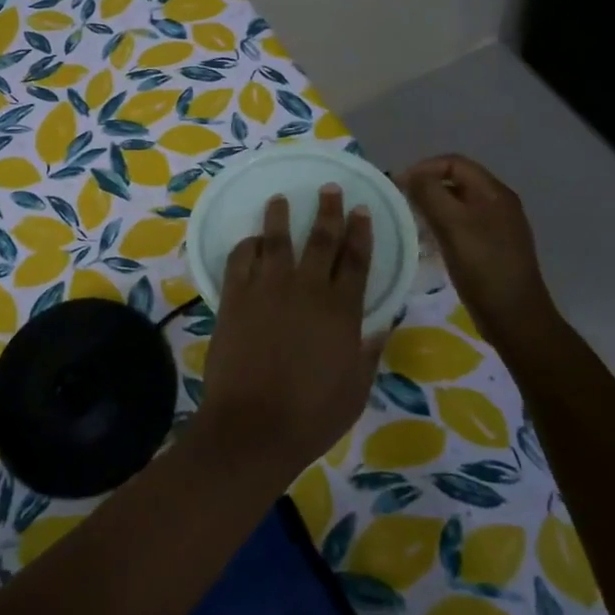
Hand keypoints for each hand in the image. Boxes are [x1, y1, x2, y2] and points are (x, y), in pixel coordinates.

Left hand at [197, 185, 379, 476]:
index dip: (361, 232)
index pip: (357, 260)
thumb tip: (380, 327)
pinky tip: (250, 240)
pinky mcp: (234, 296)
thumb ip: (367, 353)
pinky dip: (246, 246)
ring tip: (281, 199)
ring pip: (276, 240)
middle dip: (328, 211)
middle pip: (321, 239)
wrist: (253, 426)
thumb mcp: (355, 390)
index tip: (361, 210)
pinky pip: (240, 259)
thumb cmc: (311, 415)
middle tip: (330, 189)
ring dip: (280, 216)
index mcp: (342, 310)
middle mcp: (307, 289)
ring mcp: (267, 288)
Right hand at [399, 155, 554, 339]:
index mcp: (494, 193)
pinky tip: (426, 244)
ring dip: (431, 208)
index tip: (399, 186)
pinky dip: (440, 227)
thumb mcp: (452, 226)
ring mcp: (496, 227)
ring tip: (409, 223)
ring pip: (457, 205)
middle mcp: (498, 204)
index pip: (454, 163)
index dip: (424, 168)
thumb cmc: (483, 267)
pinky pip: (461, 226)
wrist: (515, 317)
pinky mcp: (490, 248)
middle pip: (456, 181)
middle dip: (426, 187)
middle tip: (400, 203)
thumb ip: (429, 194)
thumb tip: (409, 175)